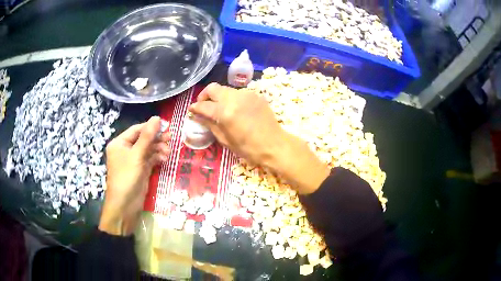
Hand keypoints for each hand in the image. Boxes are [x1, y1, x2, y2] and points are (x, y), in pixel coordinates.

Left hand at [99, 116, 170, 235]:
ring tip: (168, 152)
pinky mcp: (140, 169)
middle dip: (156, 139)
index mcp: (120, 143)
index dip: (151, 127)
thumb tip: (157, 118)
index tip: (166, 125)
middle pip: (143, 139)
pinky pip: (150, 159)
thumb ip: (147, 136)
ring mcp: (133, 160)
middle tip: (171, 138)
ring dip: (158, 149)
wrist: (125, 205)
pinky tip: (165, 159)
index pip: (137, 130)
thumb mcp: (137, 155)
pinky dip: (157, 158)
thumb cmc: (127, 177)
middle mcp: (125, 150)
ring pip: (148, 149)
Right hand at [189, 83, 329, 193]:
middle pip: (213, 88)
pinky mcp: (255, 95)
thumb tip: (197, 116)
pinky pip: (238, 93)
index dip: (195, 107)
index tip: (191, 110)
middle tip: (203, 105)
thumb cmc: (248, 148)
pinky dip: (232, 99)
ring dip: (219, 97)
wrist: (274, 145)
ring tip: (220, 109)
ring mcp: (246, 94)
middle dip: (205, 95)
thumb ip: (209, 124)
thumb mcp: (225, 140)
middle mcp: (234, 98)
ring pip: (226, 90)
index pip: (203, 105)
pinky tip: (235, 110)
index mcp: (225, 112)